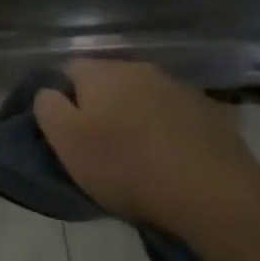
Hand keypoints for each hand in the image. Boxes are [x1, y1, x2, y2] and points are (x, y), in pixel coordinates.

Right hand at [33, 60, 259, 235]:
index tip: (68, 130)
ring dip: (137, 116)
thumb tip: (49, 91)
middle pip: (109, 81)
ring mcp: (179, 88)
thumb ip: (48, 108)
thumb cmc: (125, 166)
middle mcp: (140, 69)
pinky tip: (172, 157)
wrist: (211, 191)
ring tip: (139, 153)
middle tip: (100, 143)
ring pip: (144, 96)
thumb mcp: (66, 142)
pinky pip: (176, 114)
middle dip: (102, 105)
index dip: (64, 98)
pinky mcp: (211, 111)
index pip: (69, 70)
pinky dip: (169, 129)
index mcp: (101, 73)